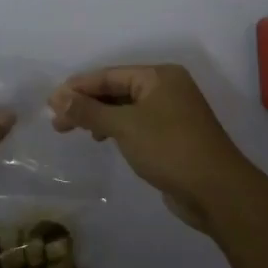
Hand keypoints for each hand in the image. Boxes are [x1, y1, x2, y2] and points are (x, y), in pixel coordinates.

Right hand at [49, 64, 256, 232]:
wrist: (217, 192)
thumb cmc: (170, 149)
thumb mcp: (124, 126)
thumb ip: (89, 111)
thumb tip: (57, 97)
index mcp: (159, 76)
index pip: (109, 75)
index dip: (78, 87)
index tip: (51, 102)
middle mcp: (167, 88)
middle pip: (116, 90)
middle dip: (86, 103)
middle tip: (57, 121)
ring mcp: (172, 113)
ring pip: (125, 108)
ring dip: (98, 117)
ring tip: (73, 131)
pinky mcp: (173, 137)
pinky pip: (136, 124)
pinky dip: (116, 129)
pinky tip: (102, 140)